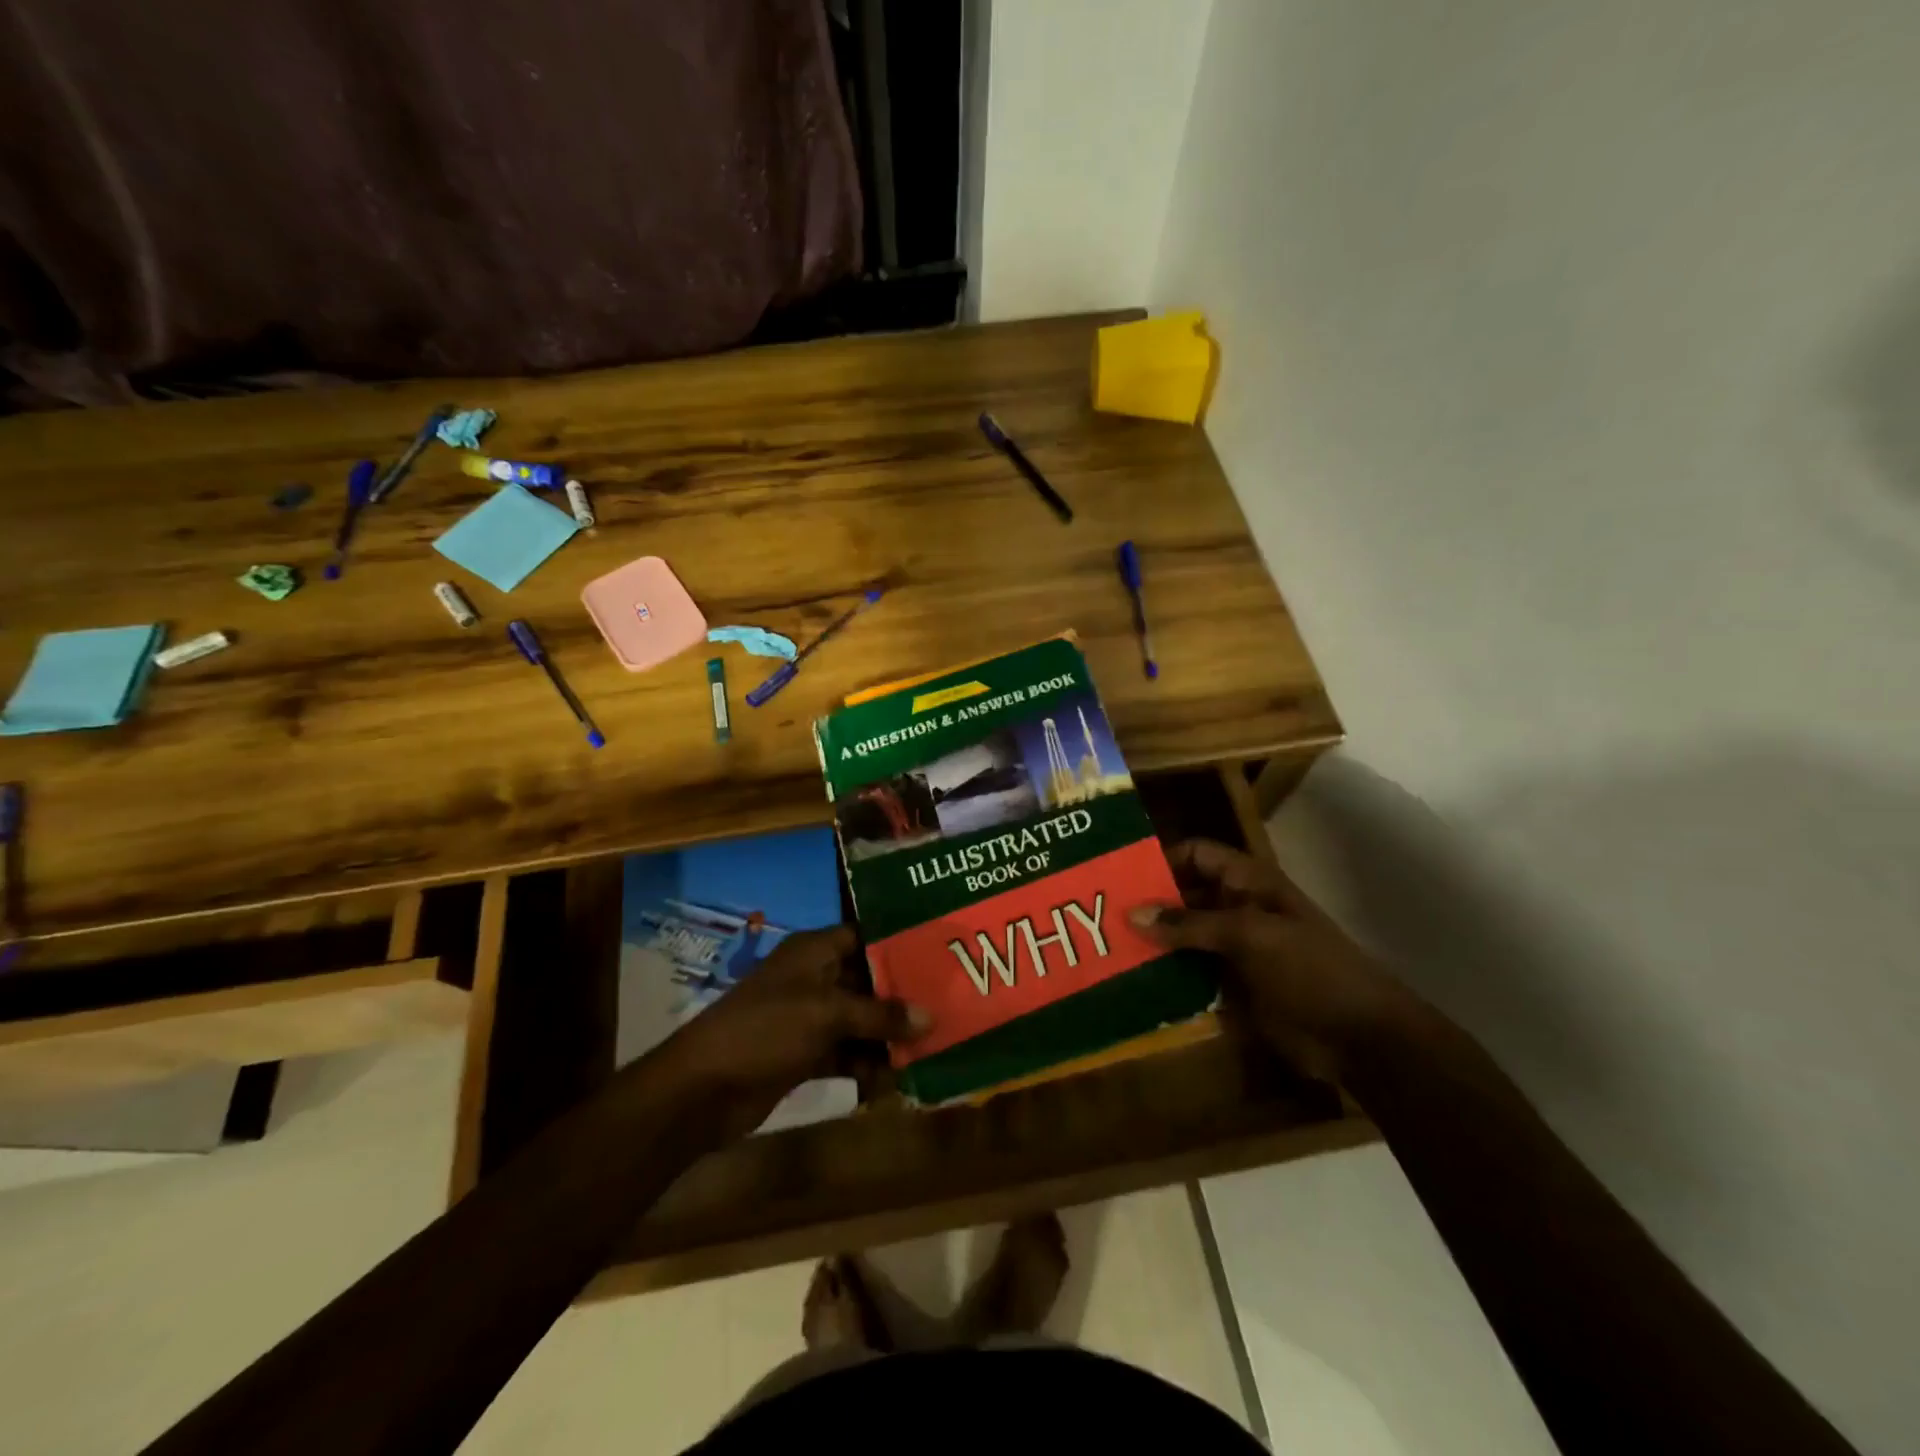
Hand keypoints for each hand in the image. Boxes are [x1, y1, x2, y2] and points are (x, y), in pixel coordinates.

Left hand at [650, 926, 928, 1134]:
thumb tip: (930, 1017)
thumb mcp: (827, 1014)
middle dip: (902, 996)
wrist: (703, 1088)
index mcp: (814, 951)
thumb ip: (880, 1015)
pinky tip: (893, 1081)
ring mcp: (808, 1017)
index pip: (864, 935)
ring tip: (929, 1049)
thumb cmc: (766, 1029)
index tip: (939, 951)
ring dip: (888, 1036)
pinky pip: (846, 1053)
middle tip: (946, 1005)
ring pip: (860, 1020)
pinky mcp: (804, 1054)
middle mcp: (814, 978)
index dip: (899, 942)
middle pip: (868, 980)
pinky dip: (866, 1065)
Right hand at [1129, 839, 1412, 1080]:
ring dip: (1152, 941)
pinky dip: (1165, 974)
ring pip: (1182, 936)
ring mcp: (1233, 949)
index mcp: (1248, 883)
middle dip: (1147, 903)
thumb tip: (1132, 913)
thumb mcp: (1250, 936)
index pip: (1196, 855)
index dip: (1161, 858)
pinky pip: (1189, 972)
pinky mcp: (1230, 985)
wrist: (1360, 1038)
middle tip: (1099, 915)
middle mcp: (1236, 908)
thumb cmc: (1311, 970)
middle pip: (1183, 895)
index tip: (1119, 875)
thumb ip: (1190, 924)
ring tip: (1106, 948)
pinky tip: (1132, 981)